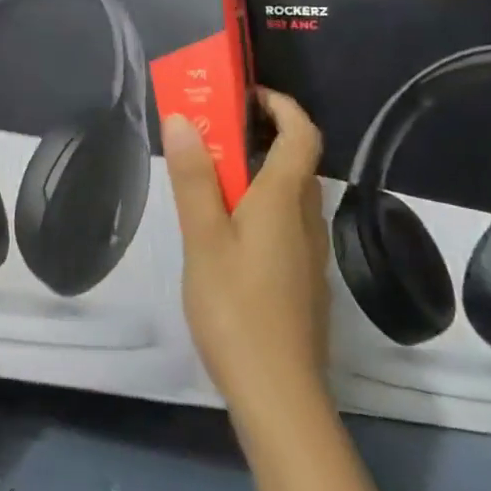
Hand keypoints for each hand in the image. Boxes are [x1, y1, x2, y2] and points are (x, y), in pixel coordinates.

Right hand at [164, 88, 330, 420]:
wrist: (280, 397)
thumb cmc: (237, 308)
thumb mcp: (204, 238)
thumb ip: (193, 178)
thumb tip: (181, 118)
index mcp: (285, 200)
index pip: (302, 133)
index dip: (281, 104)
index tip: (245, 93)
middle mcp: (306, 220)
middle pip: (296, 161)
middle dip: (260, 134)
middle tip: (212, 129)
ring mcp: (308, 254)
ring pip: (289, 195)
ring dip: (257, 170)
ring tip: (209, 174)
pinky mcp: (301, 282)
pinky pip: (284, 223)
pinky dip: (259, 205)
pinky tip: (225, 231)